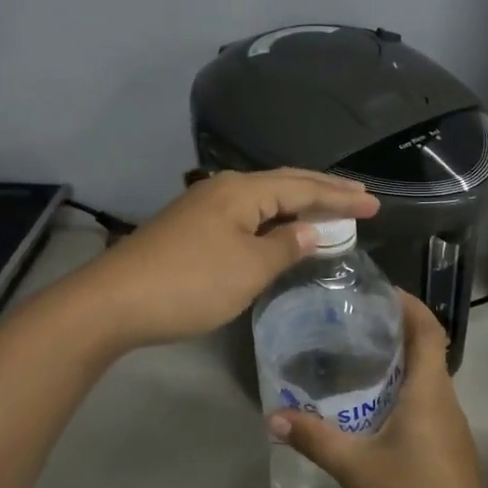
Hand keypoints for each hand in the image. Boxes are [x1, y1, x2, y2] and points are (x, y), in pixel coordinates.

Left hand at [63, 169, 377, 350]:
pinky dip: (273, 221)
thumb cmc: (190, 284)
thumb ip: (286, 246)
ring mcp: (203, 208)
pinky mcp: (190, 229)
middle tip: (360, 199)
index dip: (340, 196)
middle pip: (283, 184)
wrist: (113, 303)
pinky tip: (279, 232)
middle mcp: (223, 189)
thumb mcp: (248, 269)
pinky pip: (245, 215)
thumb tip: (311, 230)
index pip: (303, 186)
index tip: (375, 204)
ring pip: (262, 199)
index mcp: (241, 192)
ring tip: (329, 211)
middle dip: (323, 192)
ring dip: (297, 205)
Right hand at [269, 291, 487, 487]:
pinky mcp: (448, 447)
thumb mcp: (356, 469)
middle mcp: (444, 400)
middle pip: (426, 349)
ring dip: (396, 362)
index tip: (378, 291)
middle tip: (351, 323)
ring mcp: (450, 426)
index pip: (428, 329)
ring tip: (353, 359)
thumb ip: (316, 439)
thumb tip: (275, 417)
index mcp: (429, 392)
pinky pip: (425, 403)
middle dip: (394, 329)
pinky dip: (400, 390)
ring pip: (425, 378)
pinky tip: (370, 408)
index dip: (409, 304)